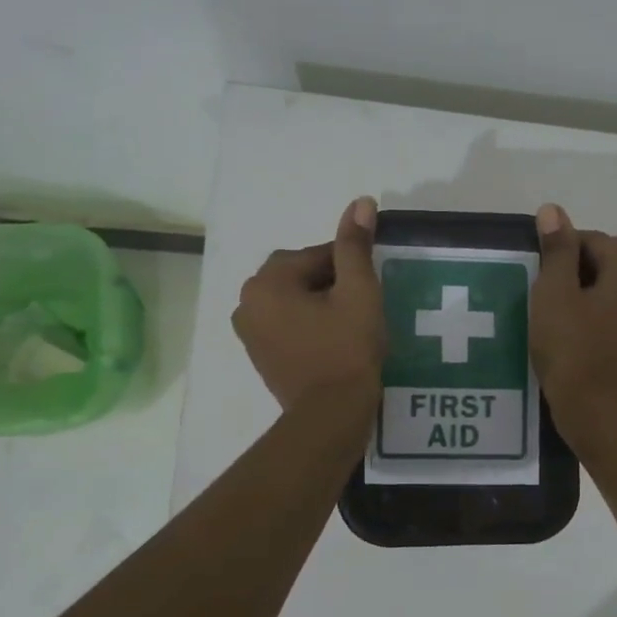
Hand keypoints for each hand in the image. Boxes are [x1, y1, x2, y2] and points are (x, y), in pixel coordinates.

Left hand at [233, 197, 386, 411]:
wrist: (330, 414)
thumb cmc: (347, 349)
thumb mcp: (359, 292)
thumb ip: (355, 246)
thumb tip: (360, 202)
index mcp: (268, 281)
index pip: (316, 255)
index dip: (349, 268)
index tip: (369, 290)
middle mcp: (247, 301)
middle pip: (299, 275)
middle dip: (331, 284)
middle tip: (361, 308)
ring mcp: (248, 331)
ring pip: (292, 300)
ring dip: (319, 304)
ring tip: (348, 326)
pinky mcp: (258, 355)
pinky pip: (285, 325)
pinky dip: (307, 325)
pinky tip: (331, 342)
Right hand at [530, 203, 616, 429]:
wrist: (591, 404)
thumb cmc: (569, 344)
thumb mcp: (554, 291)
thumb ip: (557, 249)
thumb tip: (553, 210)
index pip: (595, 238)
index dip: (563, 247)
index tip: (540, 270)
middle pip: (609, 256)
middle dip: (578, 262)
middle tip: (547, 285)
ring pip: (613, 281)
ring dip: (586, 283)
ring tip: (556, 304)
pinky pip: (615, 304)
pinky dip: (595, 304)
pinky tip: (572, 323)